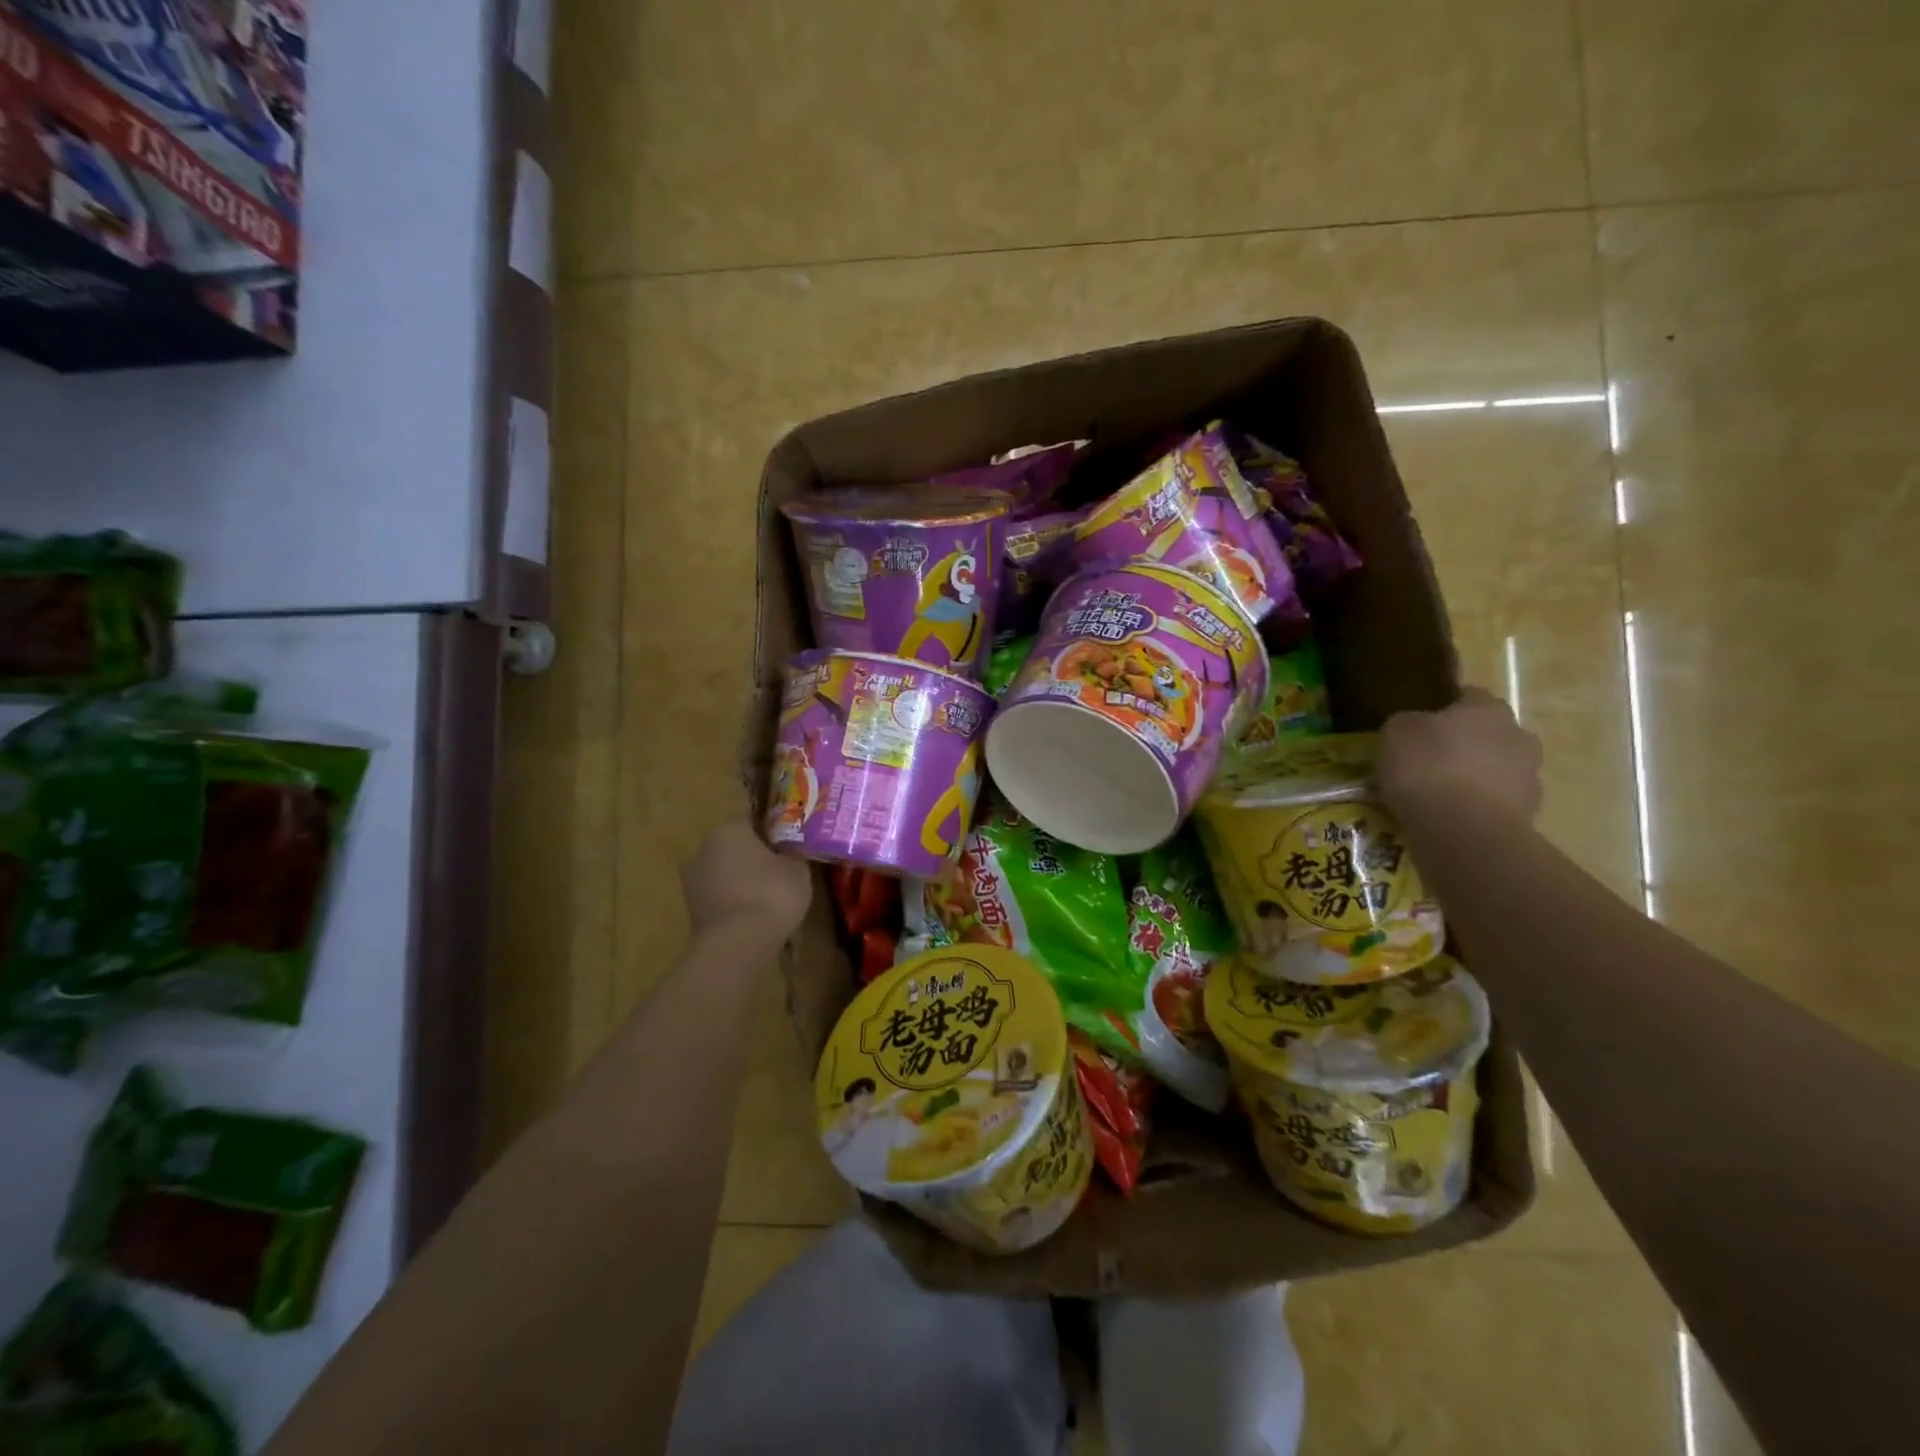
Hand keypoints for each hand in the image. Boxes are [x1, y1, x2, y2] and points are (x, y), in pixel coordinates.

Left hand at [680, 819, 812, 941]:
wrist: (736, 944)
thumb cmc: (771, 894)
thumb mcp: (798, 869)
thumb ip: (793, 854)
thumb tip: (790, 852)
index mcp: (728, 829)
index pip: (753, 819)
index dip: (773, 831)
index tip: (790, 844)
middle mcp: (703, 847)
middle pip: (734, 845)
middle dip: (754, 855)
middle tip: (781, 869)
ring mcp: (692, 880)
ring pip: (724, 871)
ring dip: (742, 879)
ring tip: (768, 896)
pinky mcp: (691, 909)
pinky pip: (719, 895)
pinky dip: (734, 900)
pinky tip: (753, 914)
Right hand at [1378, 687, 1543, 823]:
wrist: (1464, 831)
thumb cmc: (1427, 768)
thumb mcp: (1396, 733)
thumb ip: (1407, 724)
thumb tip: (1413, 728)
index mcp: (1488, 709)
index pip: (1468, 696)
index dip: (1441, 708)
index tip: (1418, 725)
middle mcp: (1518, 736)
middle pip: (1486, 734)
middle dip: (1461, 745)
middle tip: (1426, 761)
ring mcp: (1529, 777)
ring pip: (1493, 770)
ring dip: (1470, 778)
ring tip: (1434, 796)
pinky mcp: (1527, 814)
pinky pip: (1493, 803)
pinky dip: (1474, 807)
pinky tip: (1446, 819)